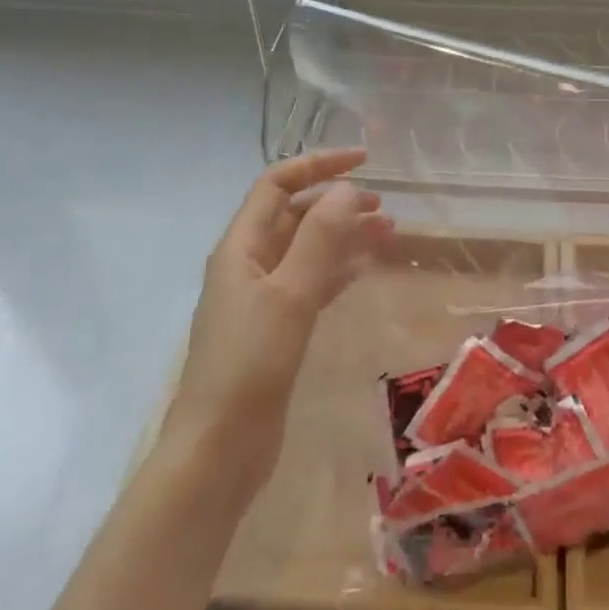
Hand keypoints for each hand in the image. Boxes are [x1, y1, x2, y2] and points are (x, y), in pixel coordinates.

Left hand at [170, 148, 394, 497]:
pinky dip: (340, 269)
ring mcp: (262, 297)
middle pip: (295, 215)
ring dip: (344, 235)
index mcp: (241, 247)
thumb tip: (348, 189)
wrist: (219, 448)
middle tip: (384, 205)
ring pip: (308, 249)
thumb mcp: (289, 293)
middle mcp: (249, 264)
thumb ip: (320, 238)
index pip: (277, 185)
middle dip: (337, 202)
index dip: (318, 165)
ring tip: (389, 232)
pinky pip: (313, 282)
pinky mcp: (277, 328)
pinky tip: (366, 269)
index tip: (365, 161)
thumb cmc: (250, 363)